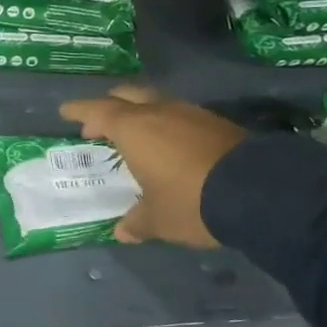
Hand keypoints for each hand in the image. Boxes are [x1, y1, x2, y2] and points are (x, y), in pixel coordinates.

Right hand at [59, 84, 248, 247]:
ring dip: (142, 114)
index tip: (66, 111)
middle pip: (127, 96)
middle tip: (100, 124)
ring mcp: (192, 114)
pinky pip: (181, 116)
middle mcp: (159, 112)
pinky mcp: (218, 124)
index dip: (79, 110)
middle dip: (110, 106)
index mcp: (133, 129)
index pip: (97, 111)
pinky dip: (168, 125)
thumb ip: (137, 222)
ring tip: (136, 136)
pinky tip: (171, 145)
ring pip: (157, 102)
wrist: (261, 193)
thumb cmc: (190, 201)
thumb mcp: (158, 219)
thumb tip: (123, 231)